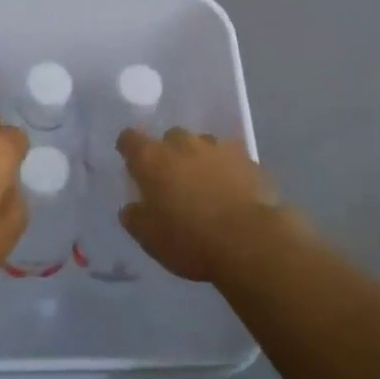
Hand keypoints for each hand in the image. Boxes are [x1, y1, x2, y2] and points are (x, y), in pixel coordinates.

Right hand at [118, 128, 280, 283]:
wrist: (249, 240)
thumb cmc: (190, 240)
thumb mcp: (150, 238)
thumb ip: (135, 216)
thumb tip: (132, 206)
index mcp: (152, 158)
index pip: (130, 139)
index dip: (129, 149)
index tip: (133, 166)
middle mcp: (183, 143)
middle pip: (170, 138)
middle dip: (169, 155)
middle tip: (174, 183)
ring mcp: (218, 147)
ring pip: (203, 145)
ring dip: (200, 160)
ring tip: (207, 188)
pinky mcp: (248, 158)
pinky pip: (231, 158)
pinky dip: (228, 170)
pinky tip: (233, 192)